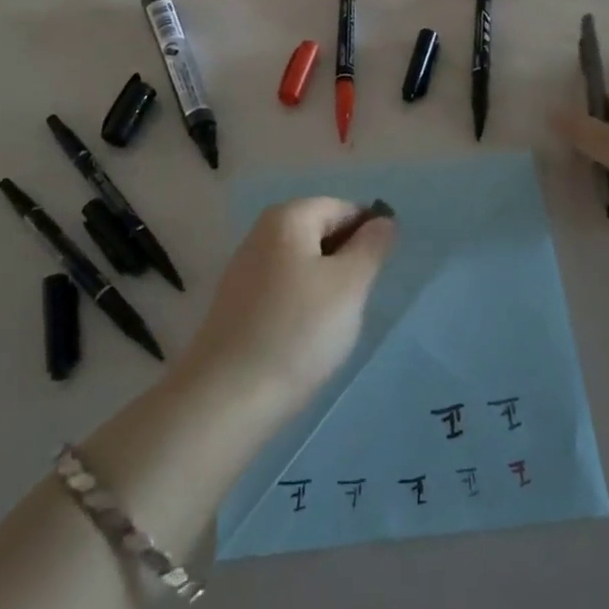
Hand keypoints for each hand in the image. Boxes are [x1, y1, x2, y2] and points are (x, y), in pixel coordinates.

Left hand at [176, 198, 395, 422]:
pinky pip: (283, 290)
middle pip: (320, 232)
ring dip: (326, 285)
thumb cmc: (297, 332)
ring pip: (303, 264)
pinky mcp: (236, 305)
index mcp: (288, 217)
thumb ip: (371, 246)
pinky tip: (307, 338)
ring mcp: (244, 270)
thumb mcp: (349, 285)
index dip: (368, 233)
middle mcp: (261, 233)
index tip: (381, 272)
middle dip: (346, 260)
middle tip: (359, 300)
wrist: (225, 399)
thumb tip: (383, 221)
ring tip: (336, 324)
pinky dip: (302, 305)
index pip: (342, 208)